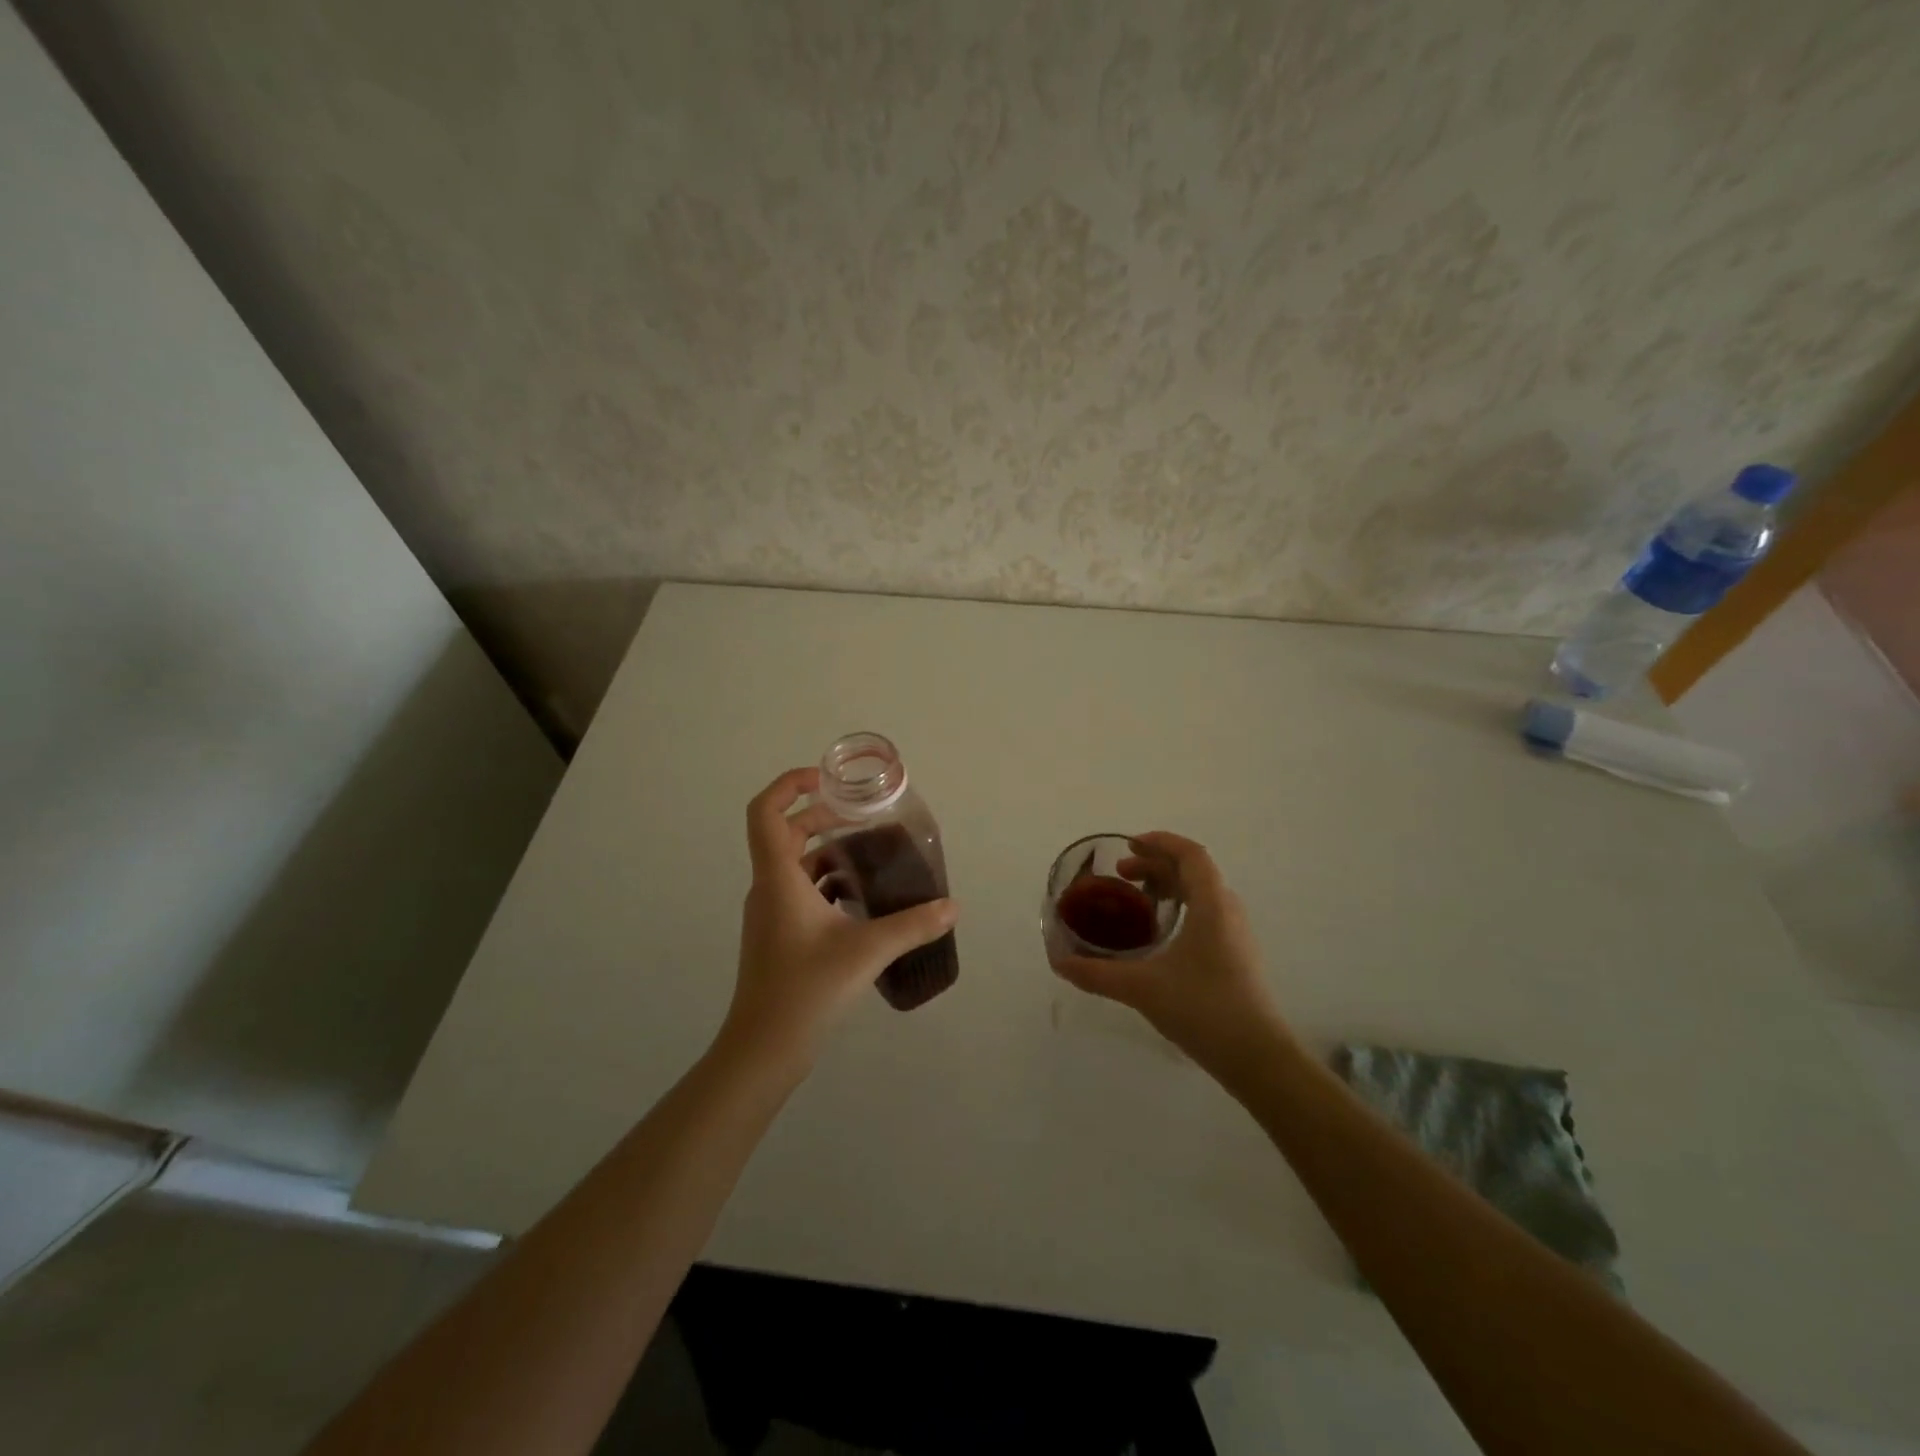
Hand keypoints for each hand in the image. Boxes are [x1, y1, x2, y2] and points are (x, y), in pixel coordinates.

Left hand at [722, 767, 958, 1072]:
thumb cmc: (806, 990)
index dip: (789, 784)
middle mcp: (768, 888)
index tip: (826, 779)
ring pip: (793, 864)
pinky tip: (859, 900)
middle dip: (821, 816)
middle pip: (784, 833)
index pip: (765, 812)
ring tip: (869, 855)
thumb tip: (953, 906)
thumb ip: (913, 925)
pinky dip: (826, 882)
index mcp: (778, 878)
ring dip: (826, 851)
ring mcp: (769, 914)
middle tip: (861, 816)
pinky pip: (799, 891)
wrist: (763, 1049)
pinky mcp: (777, 935)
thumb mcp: (866, 952)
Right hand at [1048, 832, 1288, 1074]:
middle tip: (1121, 875)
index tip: (1128, 845)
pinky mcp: (1237, 955)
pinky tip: (1159, 934)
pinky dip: (1181, 907)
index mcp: (1211, 905)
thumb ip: (1097, 973)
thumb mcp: (1142, 988)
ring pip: (1202, 892)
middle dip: (1155, 865)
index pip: (1190, 854)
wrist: (1257, 1057)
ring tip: (1137, 899)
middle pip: (1194, 870)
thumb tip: (1059, 963)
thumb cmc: (1203, 1008)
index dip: (1160, 842)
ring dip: (1169, 886)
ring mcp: (1237, 934)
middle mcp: (1228, 911)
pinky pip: (1208, 913)